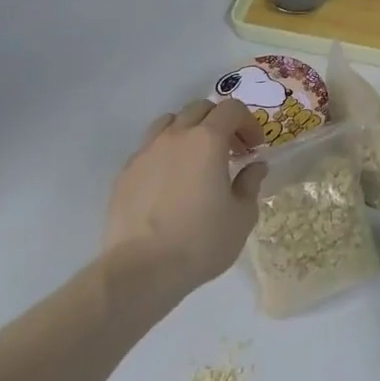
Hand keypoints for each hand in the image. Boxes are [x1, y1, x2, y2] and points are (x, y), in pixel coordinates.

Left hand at [105, 99, 264, 294]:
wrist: (140, 271)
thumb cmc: (200, 241)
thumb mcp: (242, 216)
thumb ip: (250, 184)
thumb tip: (255, 167)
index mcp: (208, 140)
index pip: (232, 109)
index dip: (248, 122)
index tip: (254, 147)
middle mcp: (175, 137)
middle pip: (199, 108)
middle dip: (220, 122)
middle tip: (230, 150)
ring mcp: (145, 153)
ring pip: (169, 122)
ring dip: (188, 131)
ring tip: (196, 159)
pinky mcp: (124, 174)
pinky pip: (148, 149)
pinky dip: (164, 153)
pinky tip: (169, 182)